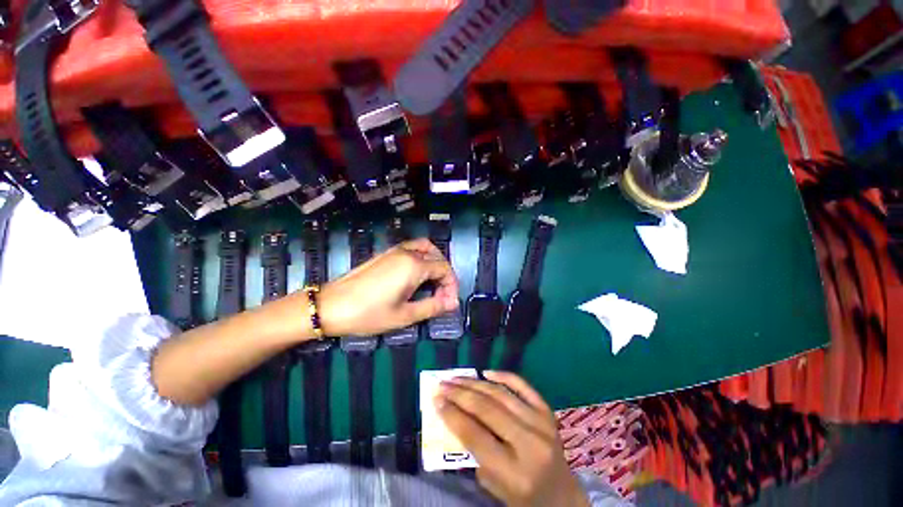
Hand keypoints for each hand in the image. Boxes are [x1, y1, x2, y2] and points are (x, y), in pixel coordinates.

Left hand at [317, 238, 458, 336]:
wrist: (331, 306)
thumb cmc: (369, 314)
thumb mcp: (405, 315)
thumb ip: (433, 306)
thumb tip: (453, 303)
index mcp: (414, 266)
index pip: (444, 269)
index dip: (451, 285)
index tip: (448, 303)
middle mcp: (407, 253)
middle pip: (437, 256)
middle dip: (444, 274)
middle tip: (441, 294)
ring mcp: (394, 251)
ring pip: (424, 248)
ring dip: (433, 262)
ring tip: (432, 282)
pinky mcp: (384, 254)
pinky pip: (411, 248)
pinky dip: (421, 257)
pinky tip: (415, 275)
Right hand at [435, 372, 588, 506]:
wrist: (562, 496)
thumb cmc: (524, 498)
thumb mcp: (495, 486)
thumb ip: (475, 452)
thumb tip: (455, 415)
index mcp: (515, 472)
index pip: (475, 436)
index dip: (452, 415)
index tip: (436, 400)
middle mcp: (530, 443)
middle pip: (487, 409)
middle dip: (459, 394)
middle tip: (442, 384)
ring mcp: (541, 423)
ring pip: (500, 394)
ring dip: (474, 383)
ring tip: (456, 377)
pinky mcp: (547, 412)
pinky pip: (522, 386)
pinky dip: (503, 375)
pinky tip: (485, 372)